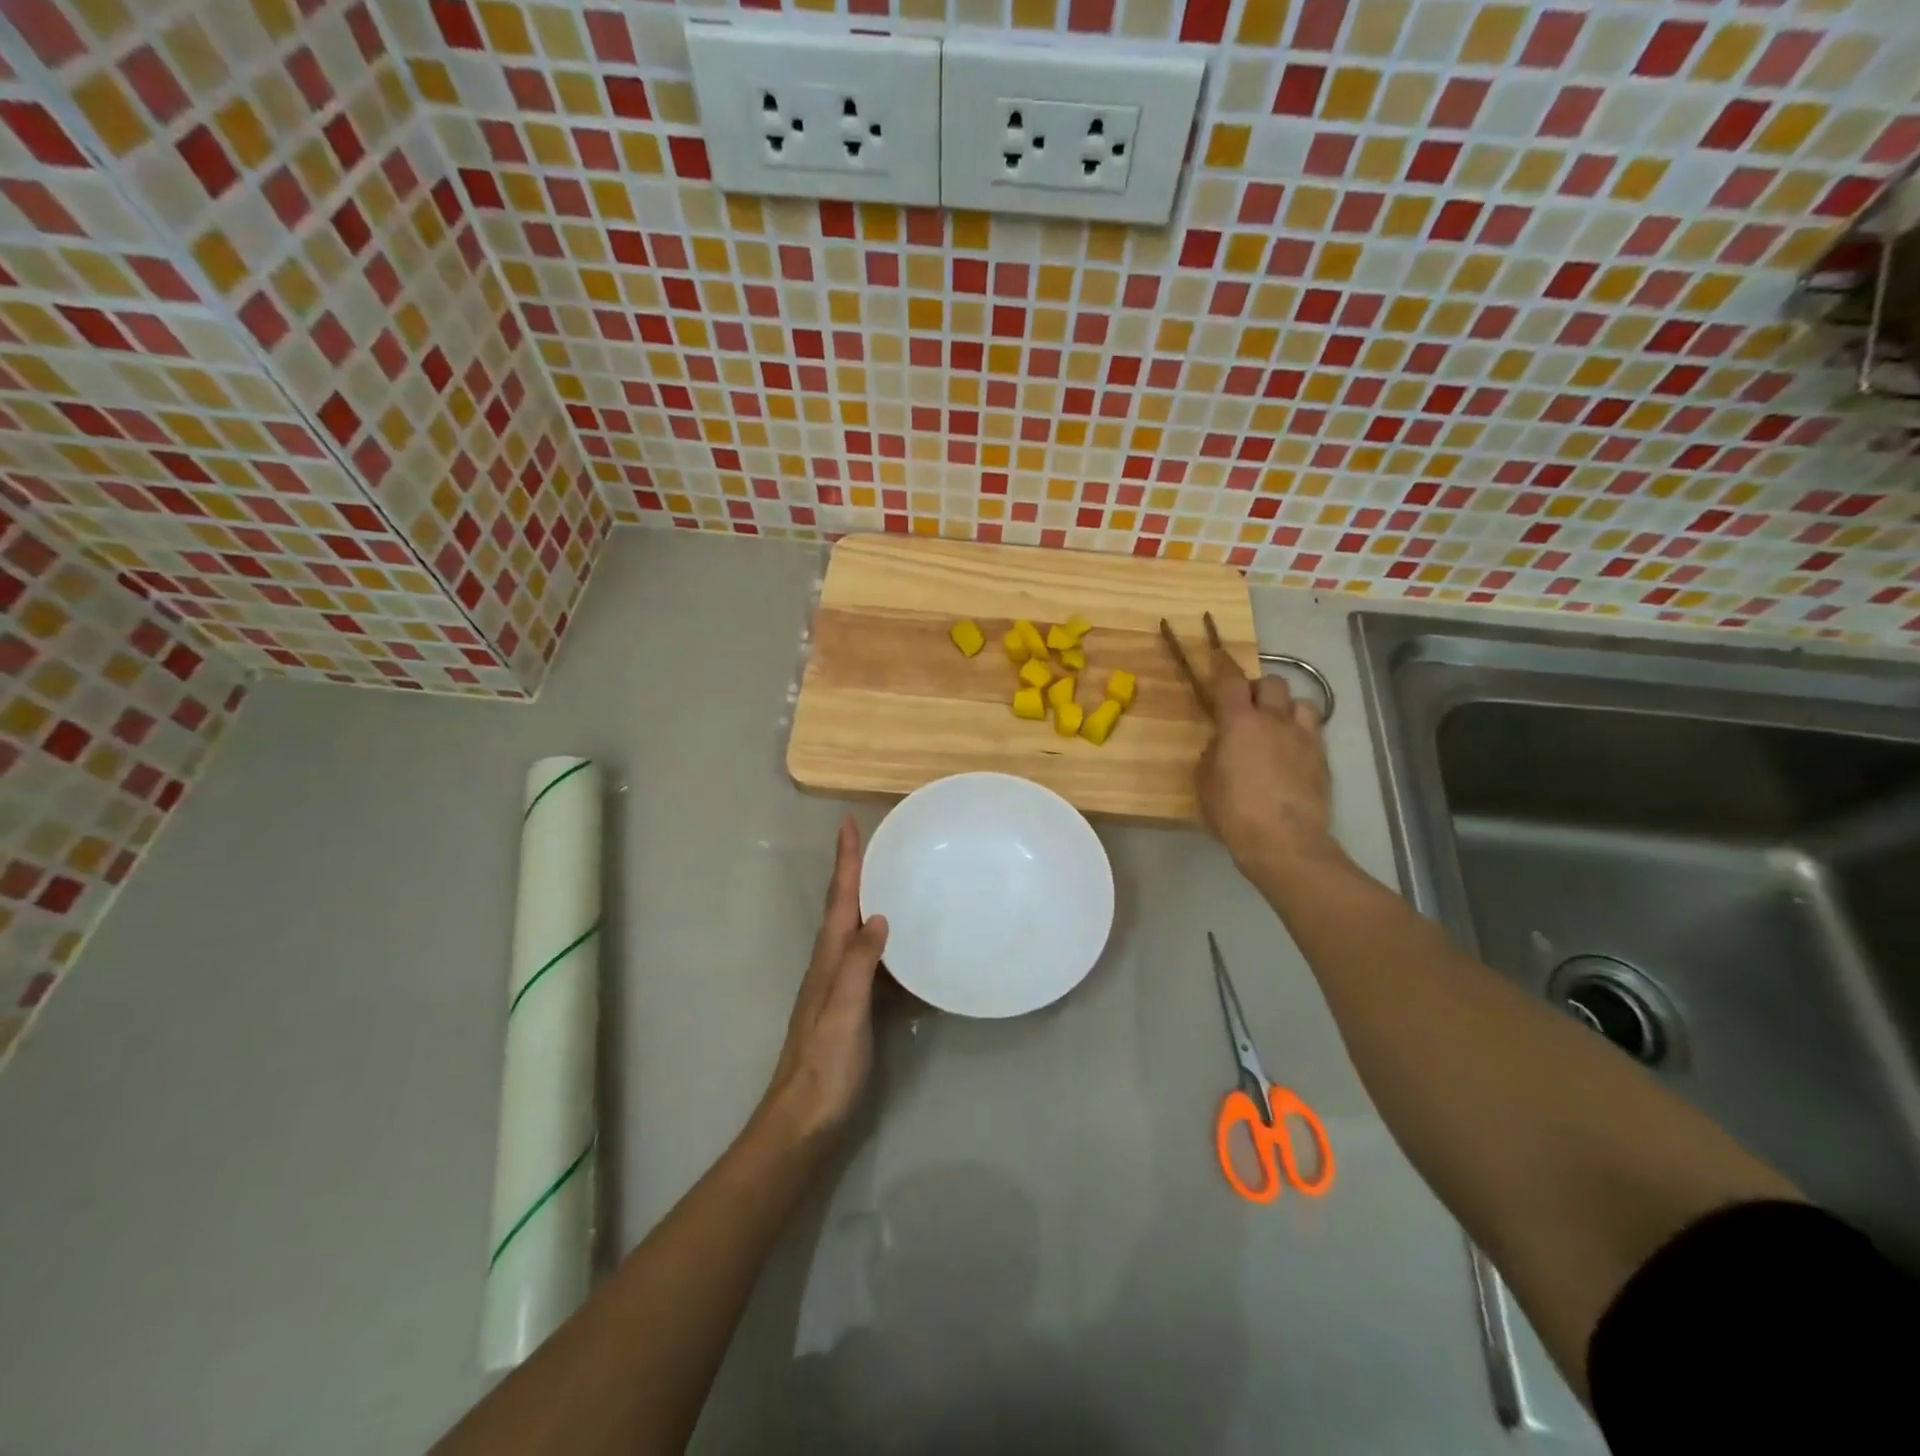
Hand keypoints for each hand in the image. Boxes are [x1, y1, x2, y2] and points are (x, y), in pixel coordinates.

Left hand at [757, 815, 888, 1143]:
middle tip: (876, 842)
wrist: (804, 1121)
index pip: (840, 899)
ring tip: (893, 880)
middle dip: (856, 871)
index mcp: (828, 959)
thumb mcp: (843, 1011)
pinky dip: (885, 941)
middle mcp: (831, 965)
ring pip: (857, 931)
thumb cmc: (825, 1066)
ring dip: (869, 901)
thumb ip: (858, 964)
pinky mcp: (852, 1008)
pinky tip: (904, 945)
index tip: (849, 823)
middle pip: (845, 907)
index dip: (845, 861)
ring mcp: (840, 987)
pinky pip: (871, 960)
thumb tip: (879, 915)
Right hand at [1196, 647, 1336, 877]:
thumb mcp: (1205, 783)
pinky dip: (1300, 732)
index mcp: (1239, 723)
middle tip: (1247, 707)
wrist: (1284, 842)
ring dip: (1285, 708)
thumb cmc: (1234, 813)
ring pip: (1300, 702)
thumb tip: (1222, 744)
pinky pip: (1313, 730)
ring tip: (1276, 726)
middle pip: (1271, 683)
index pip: (1230, 680)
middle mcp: (1274, 720)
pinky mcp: (1322, 758)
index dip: (1223, 665)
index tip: (1217, 655)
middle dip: (1258, 689)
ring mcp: (1304, 737)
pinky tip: (1292, 752)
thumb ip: (1212, 755)